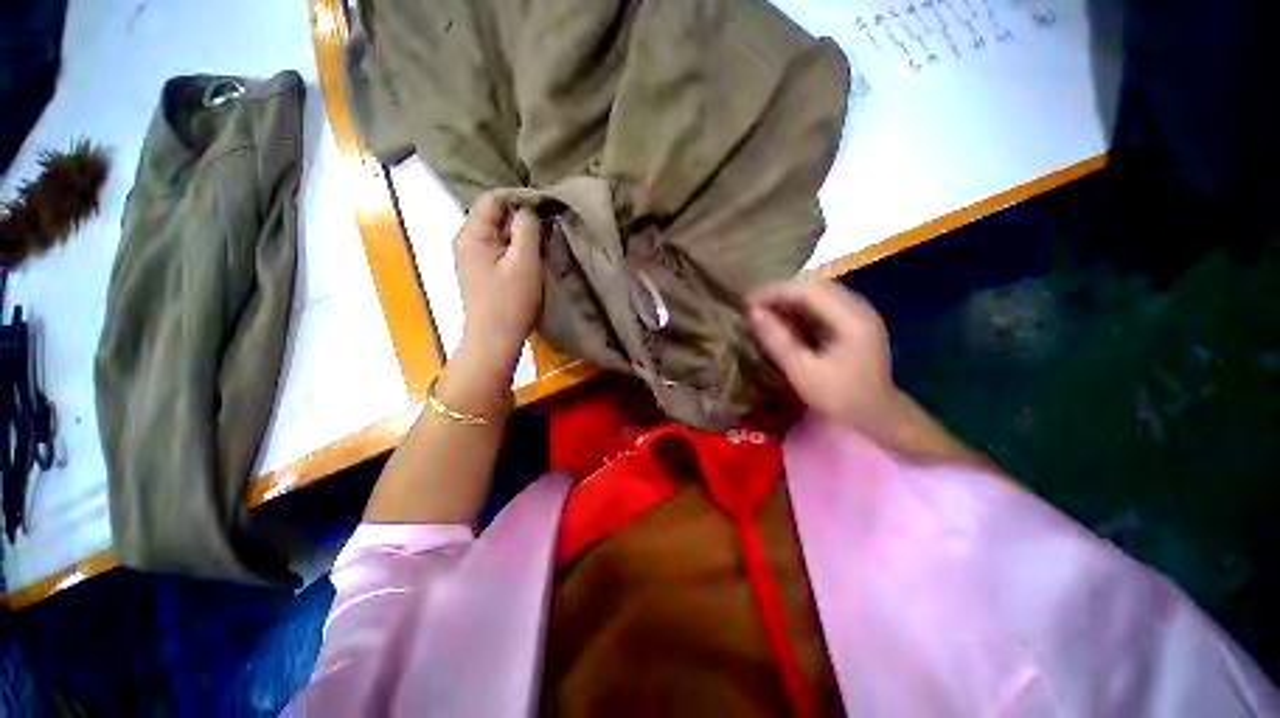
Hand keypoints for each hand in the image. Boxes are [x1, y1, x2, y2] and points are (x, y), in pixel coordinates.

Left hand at [454, 194, 543, 374]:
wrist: (495, 340)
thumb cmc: (510, 301)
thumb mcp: (524, 261)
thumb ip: (527, 229)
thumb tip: (529, 207)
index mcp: (472, 234)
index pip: (494, 199)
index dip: (520, 198)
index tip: (547, 207)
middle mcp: (468, 241)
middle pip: (496, 216)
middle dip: (523, 218)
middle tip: (550, 225)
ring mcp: (474, 258)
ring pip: (501, 234)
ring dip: (522, 235)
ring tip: (545, 240)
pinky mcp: (484, 272)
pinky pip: (502, 250)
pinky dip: (518, 249)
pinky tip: (534, 257)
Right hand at [748, 278, 897, 434]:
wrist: (878, 417)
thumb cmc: (840, 397)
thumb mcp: (803, 371)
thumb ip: (778, 340)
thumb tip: (753, 312)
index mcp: (851, 318)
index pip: (807, 289)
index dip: (774, 292)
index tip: (747, 303)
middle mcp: (858, 307)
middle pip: (814, 286)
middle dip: (780, 293)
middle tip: (753, 307)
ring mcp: (858, 314)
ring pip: (818, 293)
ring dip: (789, 300)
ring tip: (764, 312)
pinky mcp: (854, 323)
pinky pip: (822, 305)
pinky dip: (800, 310)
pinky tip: (784, 321)